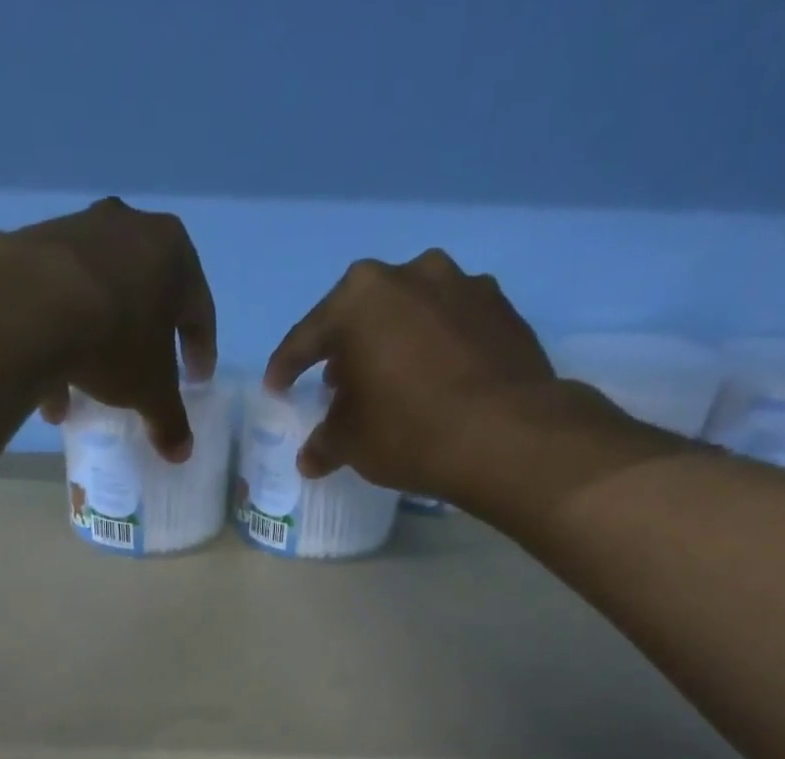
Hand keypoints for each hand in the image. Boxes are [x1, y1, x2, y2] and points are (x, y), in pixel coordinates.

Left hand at [0, 200, 216, 462]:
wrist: (28, 306)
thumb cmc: (115, 340)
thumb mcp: (150, 391)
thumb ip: (169, 420)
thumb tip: (181, 452)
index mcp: (173, 253)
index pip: (198, 310)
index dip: (200, 351)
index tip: (196, 381)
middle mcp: (128, 228)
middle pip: (143, 297)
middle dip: (142, 343)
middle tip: (142, 376)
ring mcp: (76, 230)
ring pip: (96, 298)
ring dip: (95, 346)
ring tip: (85, 394)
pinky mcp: (31, 244)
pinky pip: (55, 300)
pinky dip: (57, 339)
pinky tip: (48, 386)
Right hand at [264, 251, 680, 531]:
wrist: (507, 435)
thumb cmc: (408, 431)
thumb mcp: (351, 444)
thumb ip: (324, 442)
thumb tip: (311, 457)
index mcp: (360, 298)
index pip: (307, 337)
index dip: (286, 368)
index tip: (277, 388)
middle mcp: (411, 274)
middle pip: (361, 316)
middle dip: (345, 351)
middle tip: (336, 387)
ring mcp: (463, 285)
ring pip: (410, 315)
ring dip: (393, 344)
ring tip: (388, 383)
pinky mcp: (501, 308)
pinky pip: (450, 327)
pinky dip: (433, 349)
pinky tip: (433, 382)